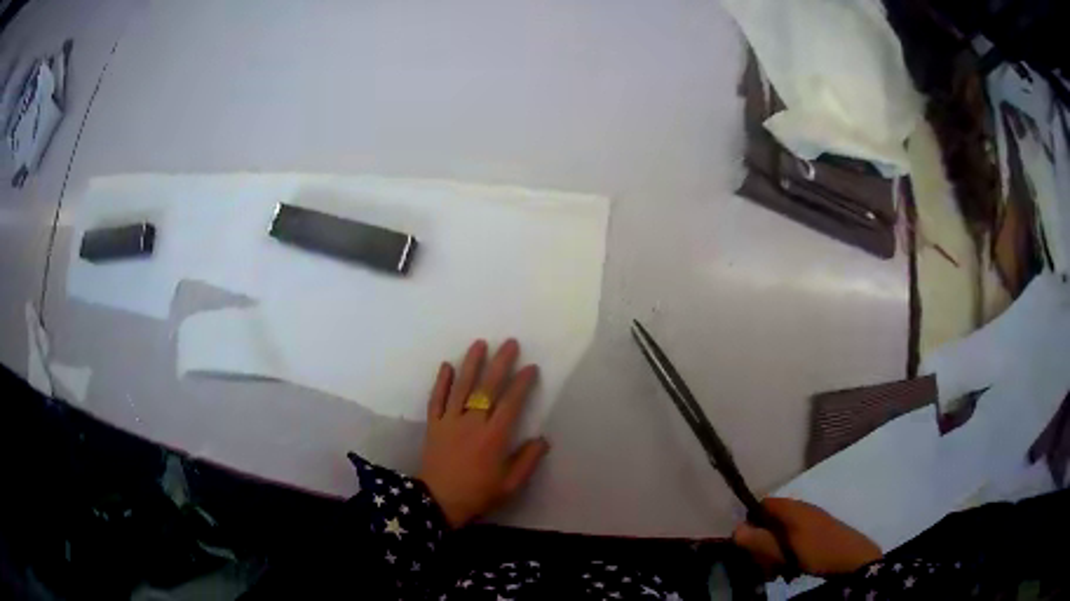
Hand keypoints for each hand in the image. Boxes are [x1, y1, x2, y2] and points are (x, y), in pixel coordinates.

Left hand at [417, 339, 549, 527]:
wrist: (438, 502)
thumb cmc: (478, 494)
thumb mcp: (510, 485)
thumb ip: (527, 461)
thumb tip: (543, 439)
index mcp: (494, 437)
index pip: (511, 403)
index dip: (522, 383)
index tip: (530, 367)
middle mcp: (472, 423)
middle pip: (487, 388)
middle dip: (500, 364)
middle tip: (509, 343)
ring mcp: (450, 421)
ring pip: (461, 387)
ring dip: (471, 364)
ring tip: (479, 344)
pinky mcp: (433, 425)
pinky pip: (436, 399)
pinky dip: (441, 382)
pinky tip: (446, 365)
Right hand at [733, 498, 881, 577]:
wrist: (852, 558)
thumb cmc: (817, 550)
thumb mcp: (785, 550)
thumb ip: (760, 540)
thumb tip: (735, 530)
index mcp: (792, 508)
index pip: (762, 504)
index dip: (750, 520)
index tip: (747, 543)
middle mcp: (800, 509)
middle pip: (770, 521)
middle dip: (761, 542)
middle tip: (761, 563)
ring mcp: (810, 520)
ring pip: (780, 533)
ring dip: (772, 552)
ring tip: (774, 570)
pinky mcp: (816, 532)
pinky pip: (793, 539)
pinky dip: (786, 553)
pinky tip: (788, 569)